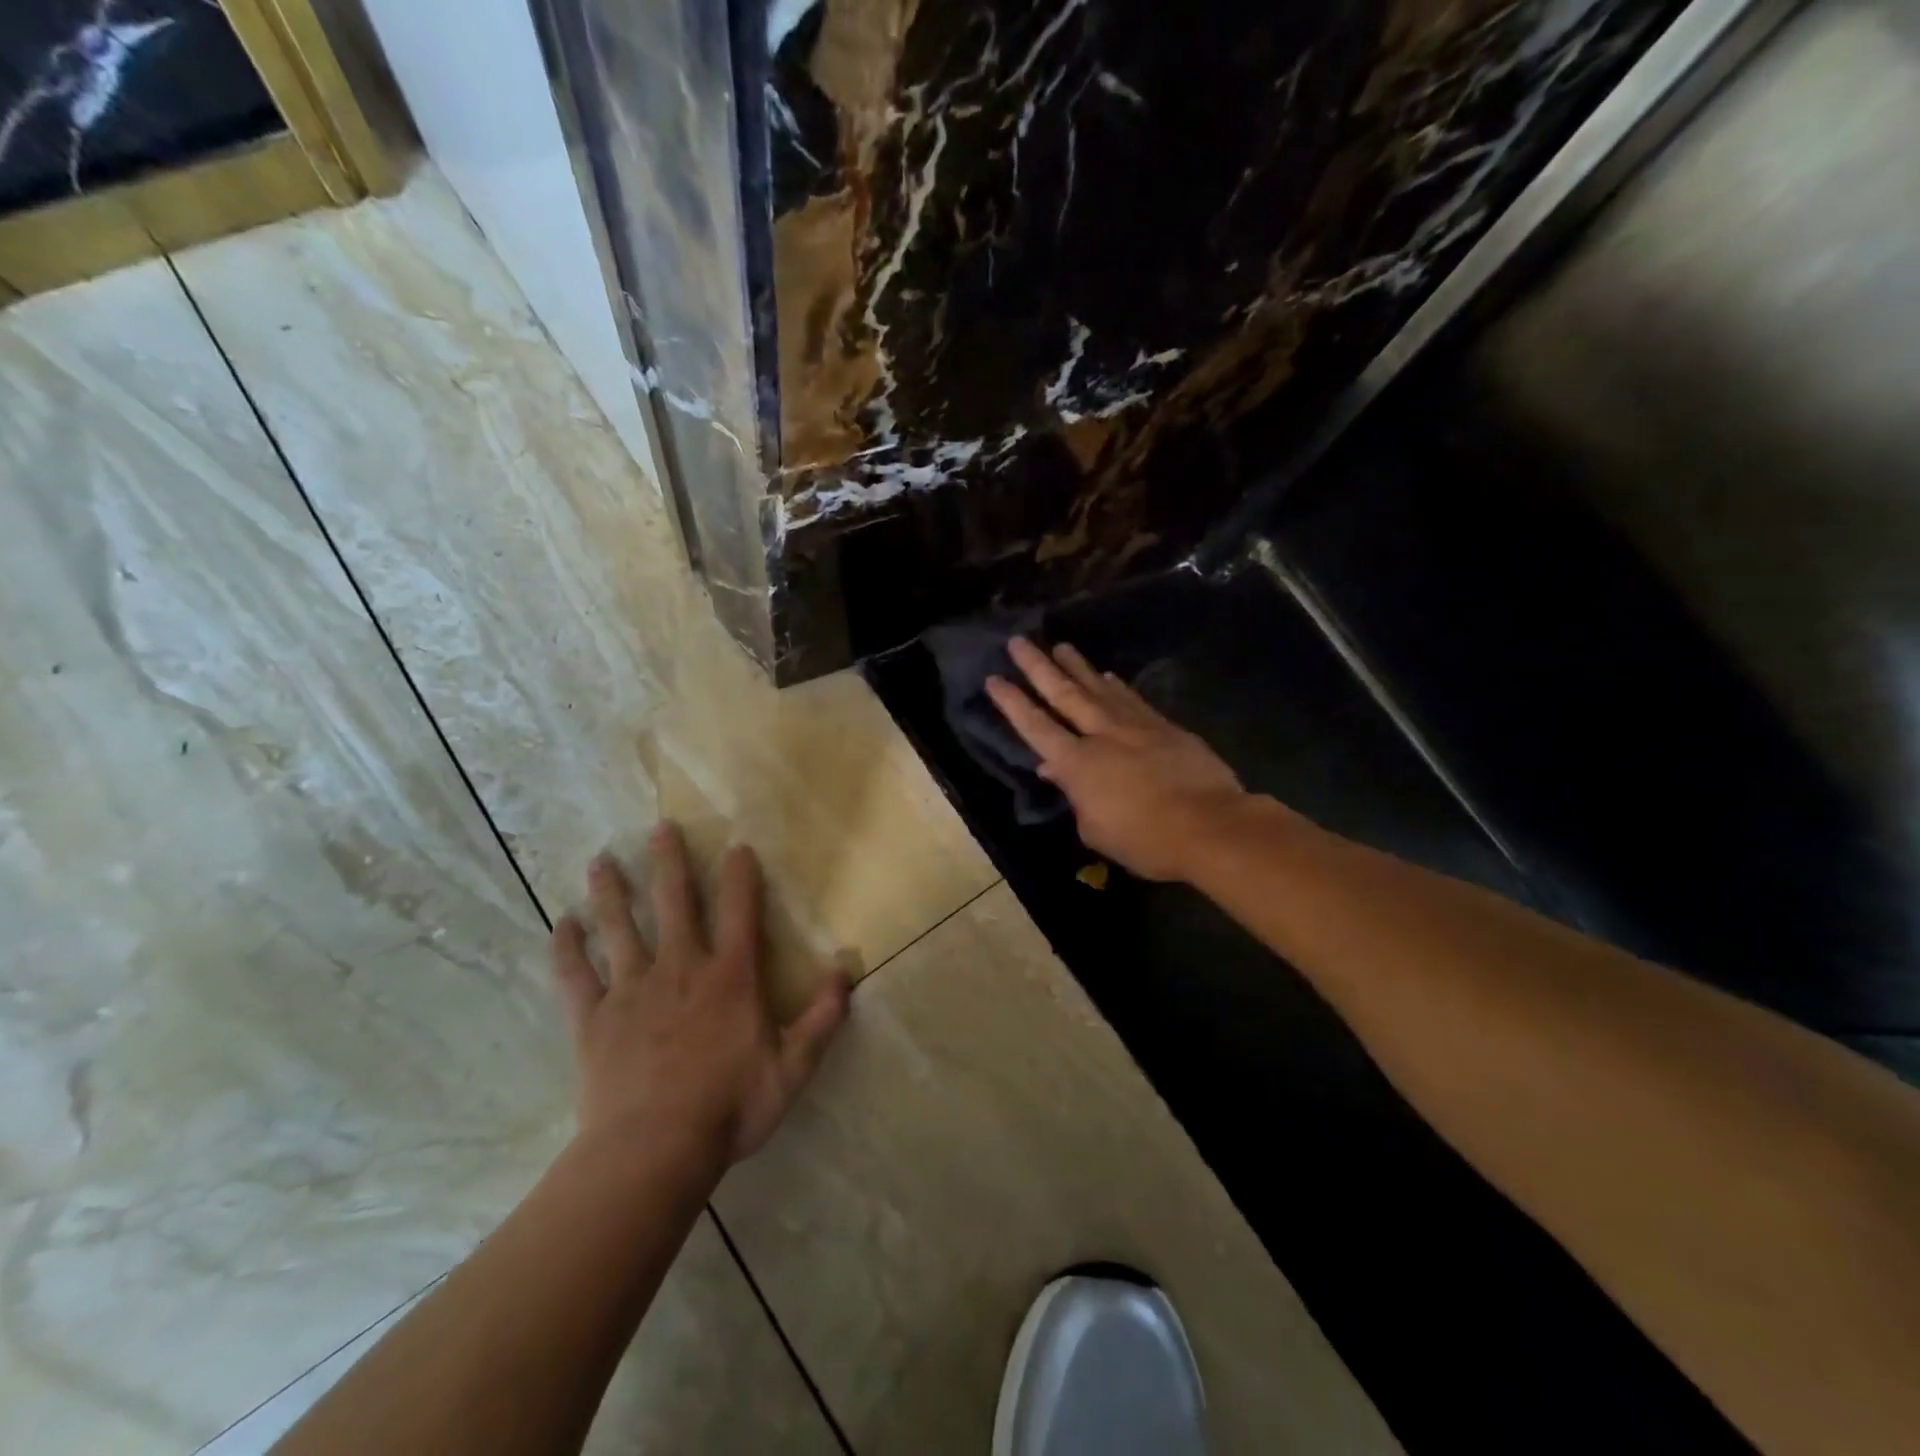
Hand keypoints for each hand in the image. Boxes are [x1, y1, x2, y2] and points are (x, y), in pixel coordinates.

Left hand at [550, 823, 850, 1170]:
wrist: (653, 1150)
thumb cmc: (729, 1107)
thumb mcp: (793, 1068)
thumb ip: (823, 1019)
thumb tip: (847, 972)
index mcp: (730, 976)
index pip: (739, 911)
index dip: (740, 875)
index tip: (736, 846)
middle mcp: (681, 968)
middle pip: (674, 903)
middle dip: (669, 862)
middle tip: (660, 827)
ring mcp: (631, 990)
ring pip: (620, 928)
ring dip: (611, 892)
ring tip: (601, 859)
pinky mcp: (593, 1019)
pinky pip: (575, 976)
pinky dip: (567, 948)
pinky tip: (561, 924)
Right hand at [986, 638, 1248, 881]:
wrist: (1211, 826)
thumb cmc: (1146, 840)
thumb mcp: (1096, 830)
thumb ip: (1074, 797)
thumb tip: (1055, 771)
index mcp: (1076, 764)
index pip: (1035, 726)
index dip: (1012, 702)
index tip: (994, 678)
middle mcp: (1101, 734)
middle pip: (1063, 693)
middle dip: (1037, 666)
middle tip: (1018, 641)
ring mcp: (1135, 725)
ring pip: (1099, 688)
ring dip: (1077, 666)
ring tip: (1061, 646)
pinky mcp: (1164, 726)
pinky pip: (1131, 699)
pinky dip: (1116, 685)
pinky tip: (1108, 675)